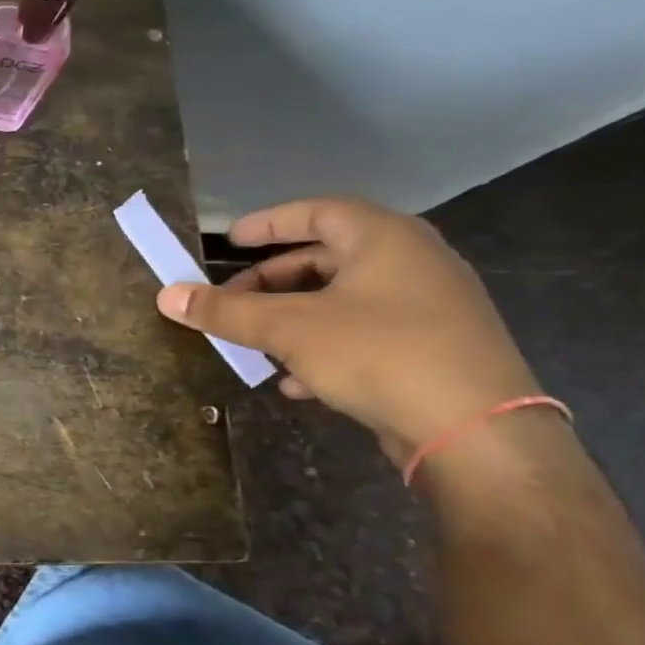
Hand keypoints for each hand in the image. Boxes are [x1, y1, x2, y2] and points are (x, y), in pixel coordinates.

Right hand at [156, 198, 539, 461]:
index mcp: (385, 238)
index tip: (230, 240)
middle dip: (272, 280)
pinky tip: (293, 381)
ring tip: (254, 342)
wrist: (477, 433)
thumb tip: (167, 294)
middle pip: (328, 258)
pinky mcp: (433, 351)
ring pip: (343, 300)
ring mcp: (429, 308)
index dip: (269, 223)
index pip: (318, 211)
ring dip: (292, 317)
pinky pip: (364, 334)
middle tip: (232, 299)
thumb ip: (226, 310)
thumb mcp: (288, 328)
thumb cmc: (378, 354)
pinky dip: (323, 347)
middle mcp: (413, 262)